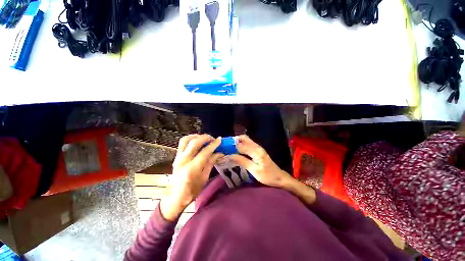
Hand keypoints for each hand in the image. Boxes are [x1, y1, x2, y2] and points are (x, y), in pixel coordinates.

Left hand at [160, 134, 223, 220]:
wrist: (176, 196)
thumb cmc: (193, 190)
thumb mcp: (205, 178)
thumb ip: (211, 162)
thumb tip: (220, 153)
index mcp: (192, 169)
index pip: (205, 152)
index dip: (213, 145)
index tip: (220, 140)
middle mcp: (183, 161)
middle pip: (194, 142)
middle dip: (205, 138)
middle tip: (213, 139)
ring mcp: (178, 158)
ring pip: (186, 140)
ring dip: (197, 136)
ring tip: (205, 138)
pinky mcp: (176, 156)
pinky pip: (182, 143)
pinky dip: (191, 138)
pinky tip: (197, 141)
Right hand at [228, 135, 290, 187]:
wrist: (280, 178)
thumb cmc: (268, 176)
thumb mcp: (254, 170)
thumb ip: (242, 161)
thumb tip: (230, 155)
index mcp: (256, 151)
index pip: (240, 145)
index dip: (231, 146)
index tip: (222, 148)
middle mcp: (257, 146)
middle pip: (243, 138)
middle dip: (234, 141)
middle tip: (225, 147)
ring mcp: (258, 148)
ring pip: (245, 141)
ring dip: (237, 143)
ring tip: (228, 149)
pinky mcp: (258, 151)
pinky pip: (247, 145)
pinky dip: (241, 146)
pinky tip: (236, 152)